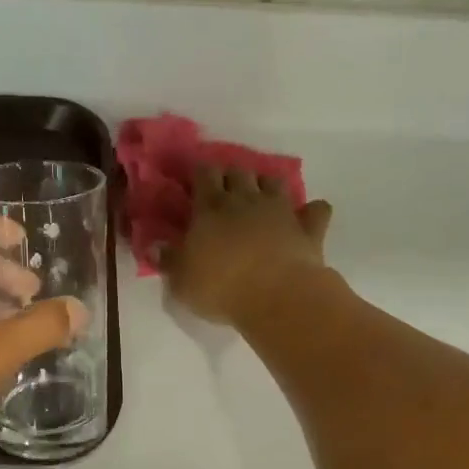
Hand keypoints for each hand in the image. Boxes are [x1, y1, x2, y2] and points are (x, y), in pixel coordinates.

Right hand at [161, 166, 333, 327]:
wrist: (277, 297)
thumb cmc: (220, 287)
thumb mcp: (181, 280)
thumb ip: (168, 260)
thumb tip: (153, 246)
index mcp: (210, 208)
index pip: (204, 175)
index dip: (200, 172)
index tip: (195, 177)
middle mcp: (245, 200)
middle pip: (238, 172)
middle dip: (230, 175)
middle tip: (224, 188)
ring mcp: (280, 211)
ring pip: (274, 182)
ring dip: (266, 185)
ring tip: (260, 196)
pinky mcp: (308, 228)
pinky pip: (316, 210)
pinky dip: (311, 210)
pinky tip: (308, 214)